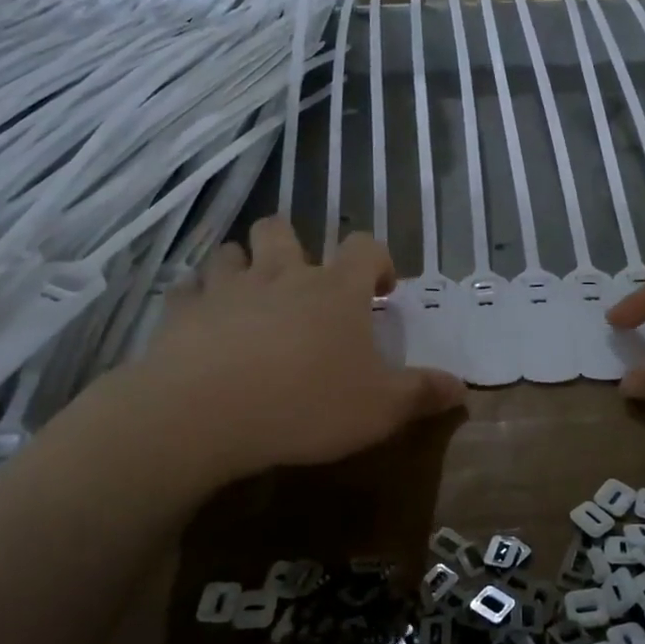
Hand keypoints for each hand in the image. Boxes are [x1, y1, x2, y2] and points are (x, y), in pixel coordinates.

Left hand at [110, 217, 465, 482]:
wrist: (207, 413)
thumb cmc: (307, 404)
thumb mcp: (381, 409)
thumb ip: (422, 394)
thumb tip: (462, 388)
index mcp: (335, 290)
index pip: (365, 248)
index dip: (378, 260)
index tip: (381, 289)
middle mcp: (281, 275)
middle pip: (282, 230)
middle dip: (292, 245)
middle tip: (301, 282)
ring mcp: (227, 288)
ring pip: (231, 253)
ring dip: (242, 266)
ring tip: (249, 298)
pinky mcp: (182, 311)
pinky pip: (188, 290)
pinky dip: (197, 300)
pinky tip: (202, 323)